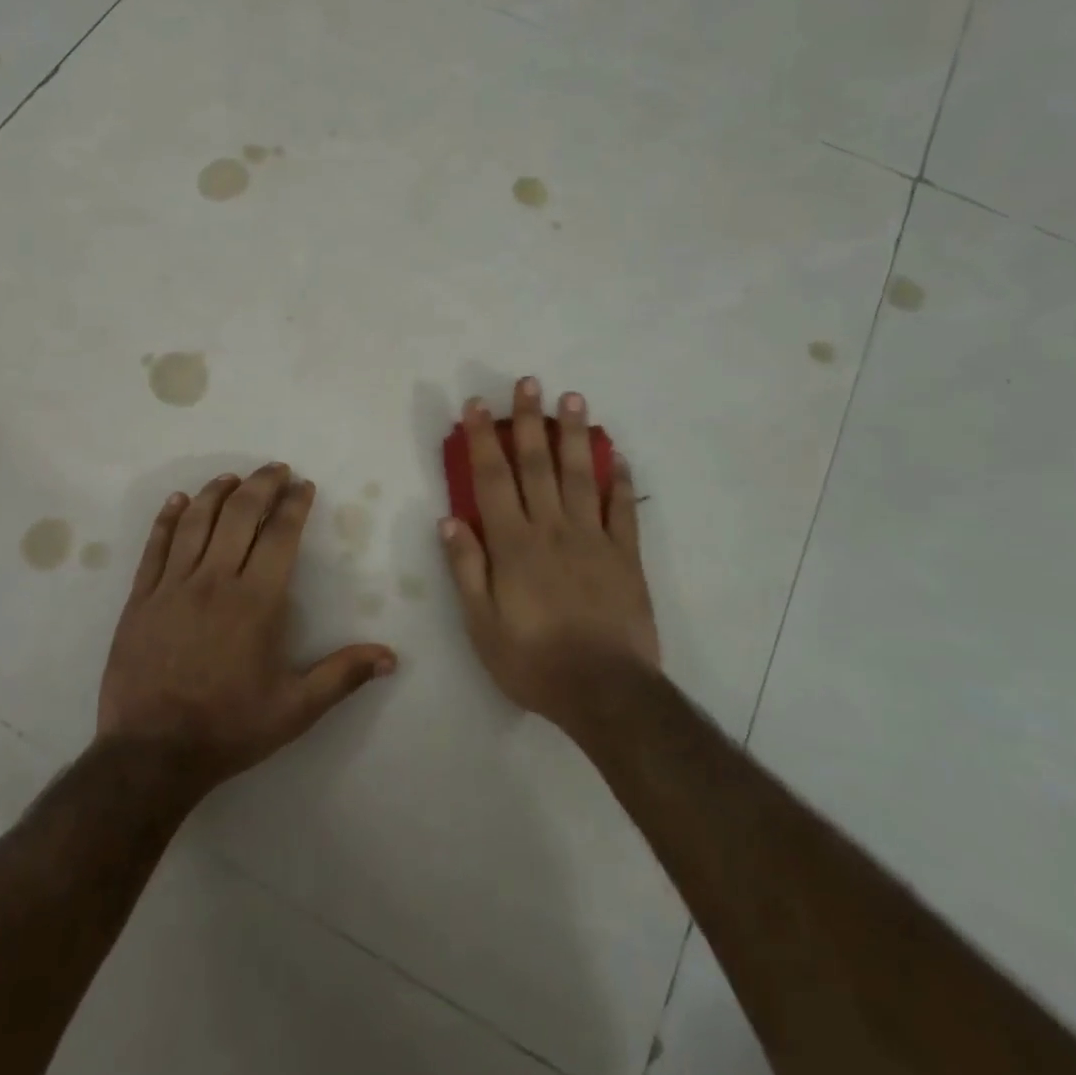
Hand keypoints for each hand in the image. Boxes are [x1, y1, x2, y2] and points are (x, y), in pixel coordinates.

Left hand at [97, 464, 397, 791]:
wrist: (150, 754)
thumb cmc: (229, 728)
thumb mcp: (295, 709)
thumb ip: (342, 675)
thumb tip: (391, 657)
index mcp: (256, 601)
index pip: (280, 534)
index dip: (294, 504)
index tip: (304, 485)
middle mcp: (215, 580)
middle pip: (239, 513)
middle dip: (261, 484)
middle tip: (276, 469)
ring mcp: (172, 586)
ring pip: (197, 521)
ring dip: (217, 492)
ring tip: (233, 477)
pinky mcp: (140, 598)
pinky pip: (155, 546)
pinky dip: (168, 518)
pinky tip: (179, 501)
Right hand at [439, 378, 659, 727]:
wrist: (604, 691)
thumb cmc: (533, 661)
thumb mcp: (481, 624)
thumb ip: (466, 569)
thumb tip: (449, 520)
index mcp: (513, 545)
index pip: (492, 479)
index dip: (482, 439)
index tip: (477, 406)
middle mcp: (552, 529)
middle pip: (537, 465)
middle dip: (529, 421)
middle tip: (529, 382)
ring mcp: (593, 539)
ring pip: (581, 475)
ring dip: (574, 435)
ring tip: (572, 399)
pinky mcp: (626, 556)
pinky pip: (623, 509)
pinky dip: (621, 480)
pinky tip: (617, 455)